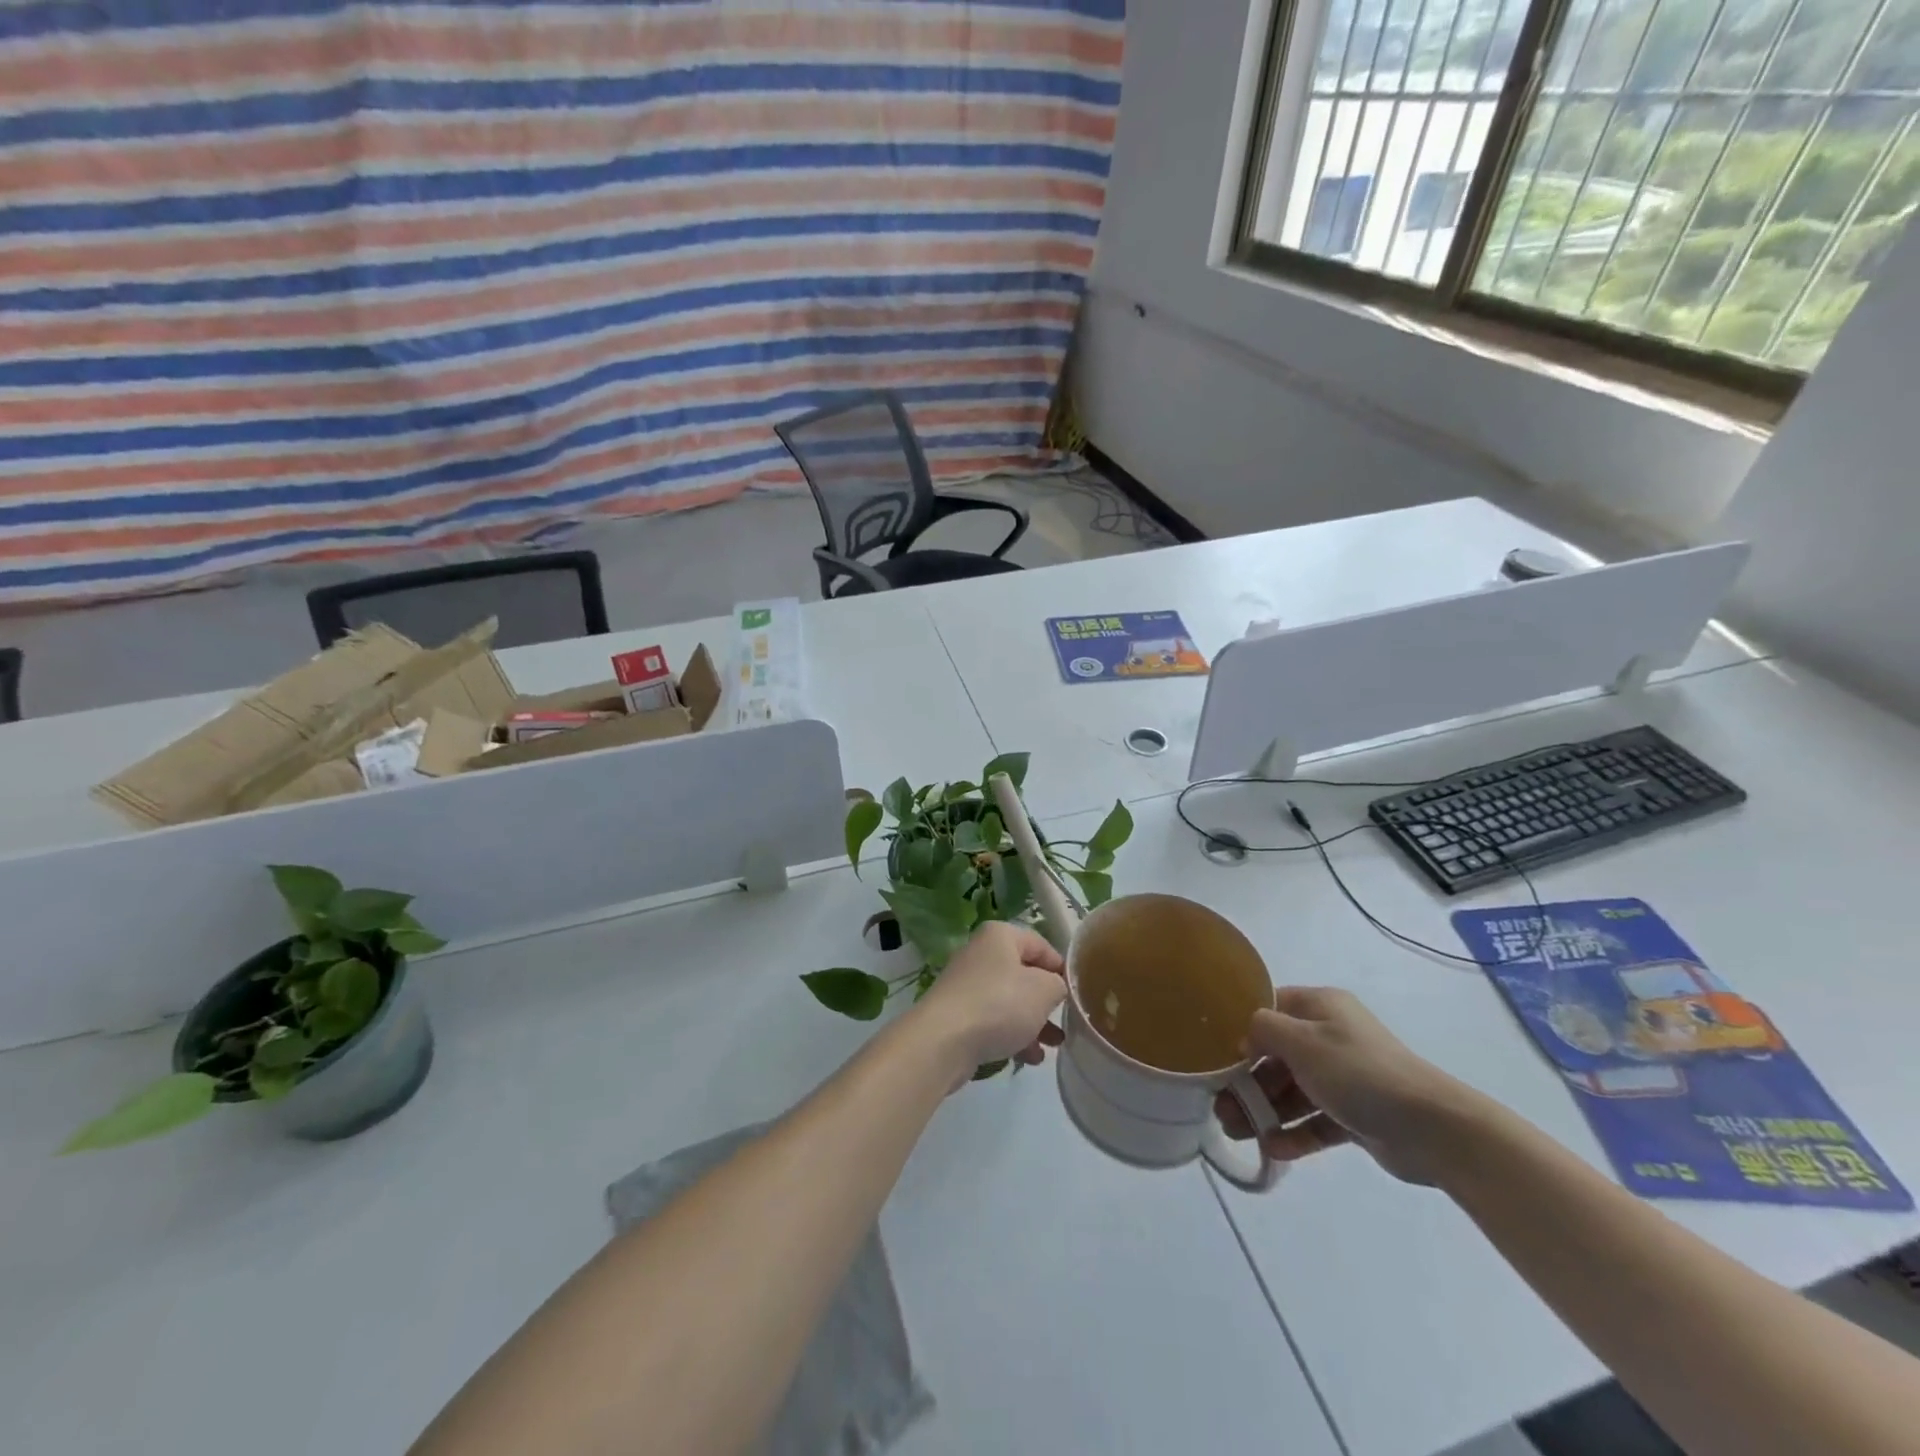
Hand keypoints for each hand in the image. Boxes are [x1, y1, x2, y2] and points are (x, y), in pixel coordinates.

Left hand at [911, 922, 1066, 1079]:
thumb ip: (1058, 985)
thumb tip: (1055, 988)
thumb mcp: (1044, 990)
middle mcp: (981, 954)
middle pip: (1025, 974)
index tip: (1077, 994)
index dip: (1062, 969)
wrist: (943, 1041)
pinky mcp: (958, 1014)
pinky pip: (993, 1020)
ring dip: (1033, 1022)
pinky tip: (1029, 1058)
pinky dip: (1012, 1035)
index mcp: (1000, 936)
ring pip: (1010, 1000)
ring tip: (1052, 1046)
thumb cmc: (1000, 1004)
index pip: (1041, 945)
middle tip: (1065, 1021)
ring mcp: (967, 985)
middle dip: (1047, 1001)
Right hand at [1216, 986, 1481, 1184]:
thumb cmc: (1358, 1071)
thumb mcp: (1302, 1041)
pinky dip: (1293, 1133)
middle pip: (1277, 1056)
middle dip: (1247, 1082)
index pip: (1271, 1009)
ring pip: (1293, 1092)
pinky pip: (1315, 1121)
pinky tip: (1271, 1149)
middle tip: (1220, 1107)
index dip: (1243, 1028)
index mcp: (1320, 1008)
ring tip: (1236, 1133)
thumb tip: (1246, 1036)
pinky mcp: (1355, 1115)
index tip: (1217, 1053)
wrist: (1432, 1128)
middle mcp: (1330, 1037)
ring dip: (1264, 1111)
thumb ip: (1264, 1030)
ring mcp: (1344, 1078)